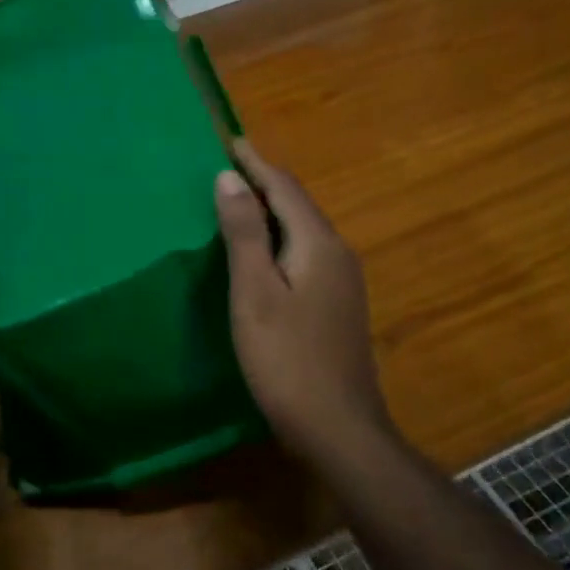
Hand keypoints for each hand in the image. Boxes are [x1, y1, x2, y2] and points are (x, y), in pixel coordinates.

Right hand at [215, 142, 396, 469]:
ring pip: (303, 231)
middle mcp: (337, 254)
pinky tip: (261, 253)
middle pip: (298, 206)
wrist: (338, 428)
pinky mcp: (337, 305)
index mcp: (318, 244)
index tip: (230, 142)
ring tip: (237, 202)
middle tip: (227, 169)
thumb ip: (244, 233)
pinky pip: (305, 254)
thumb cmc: (286, 358)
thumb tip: (231, 177)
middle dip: (264, 183)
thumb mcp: (255, 292)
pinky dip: (279, 240)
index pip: (285, 188)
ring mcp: (343, 282)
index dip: (256, 164)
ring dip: (271, 212)